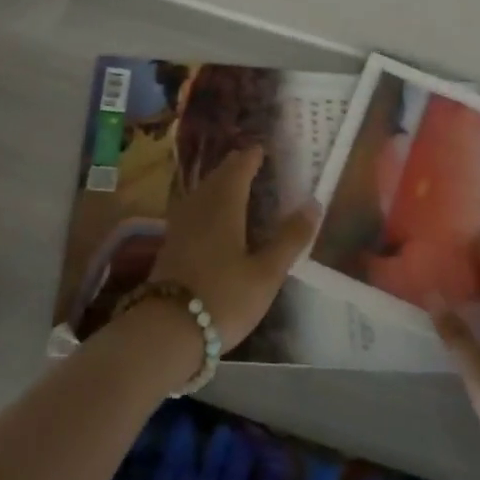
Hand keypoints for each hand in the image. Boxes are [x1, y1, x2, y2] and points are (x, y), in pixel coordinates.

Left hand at [145, 145, 318, 352]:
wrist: (166, 330)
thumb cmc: (223, 298)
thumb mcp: (266, 274)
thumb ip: (289, 239)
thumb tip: (314, 203)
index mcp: (224, 206)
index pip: (238, 170)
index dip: (250, 157)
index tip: (261, 149)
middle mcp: (199, 208)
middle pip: (216, 178)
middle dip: (233, 167)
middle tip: (249, 162)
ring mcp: (180, 227)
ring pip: (200, 193)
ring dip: (217, 183)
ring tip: (232, 184)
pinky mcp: (170, 246)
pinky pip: (191, 210)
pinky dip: (205, 203)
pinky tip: (209, 218)